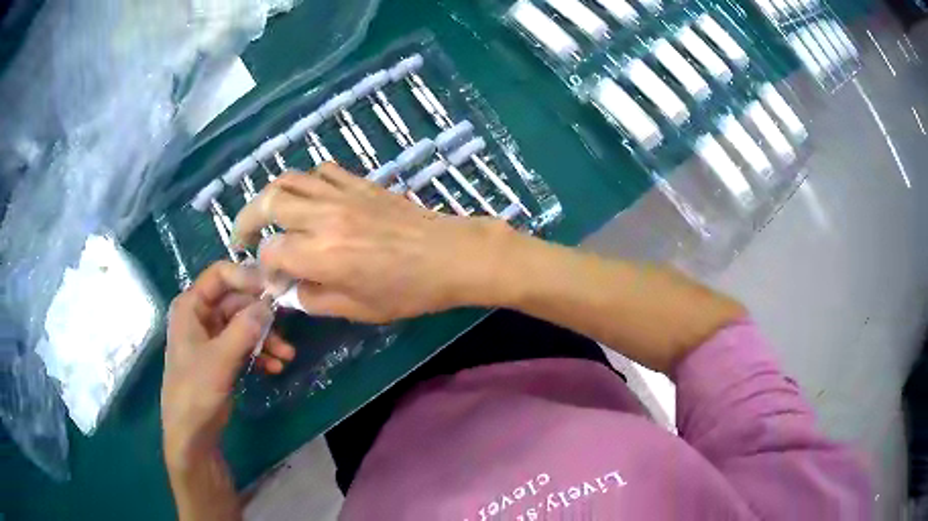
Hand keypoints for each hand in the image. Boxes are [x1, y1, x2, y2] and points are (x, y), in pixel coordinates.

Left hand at [161, 262, 295, 468]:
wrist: (192, 434)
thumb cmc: (195, 391)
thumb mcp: (220, 359)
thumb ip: (245, 329)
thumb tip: (270, 304)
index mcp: (191, 306)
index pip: (220, 276)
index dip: (247, 277)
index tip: (274, 290)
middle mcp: (201, 316)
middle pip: (236, 301)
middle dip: (262, 316)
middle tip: (286, 328)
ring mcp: (212, 337)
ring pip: (244, 324)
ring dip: (266, 338)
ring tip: (287, 355)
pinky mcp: (222, 357)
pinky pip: (244, 345)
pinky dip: (261, 353)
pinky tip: (276, 367)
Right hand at [231, 163, 517, 322]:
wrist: (449, 255)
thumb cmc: (407, 290)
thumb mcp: (358, 309)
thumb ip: (314, 299)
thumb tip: (289, 290)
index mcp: (321, 254)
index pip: (271, 251)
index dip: (264, 267)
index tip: (271, 279)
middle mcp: (323, 216)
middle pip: (268, 202)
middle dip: (247, 219)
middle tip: (244, 236)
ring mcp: (341, 193)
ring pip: (290, 179)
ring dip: (270, 194)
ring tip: (266, 213)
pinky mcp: (360, 182)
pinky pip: (322, 171)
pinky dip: (305, 181)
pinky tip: (307, 197)